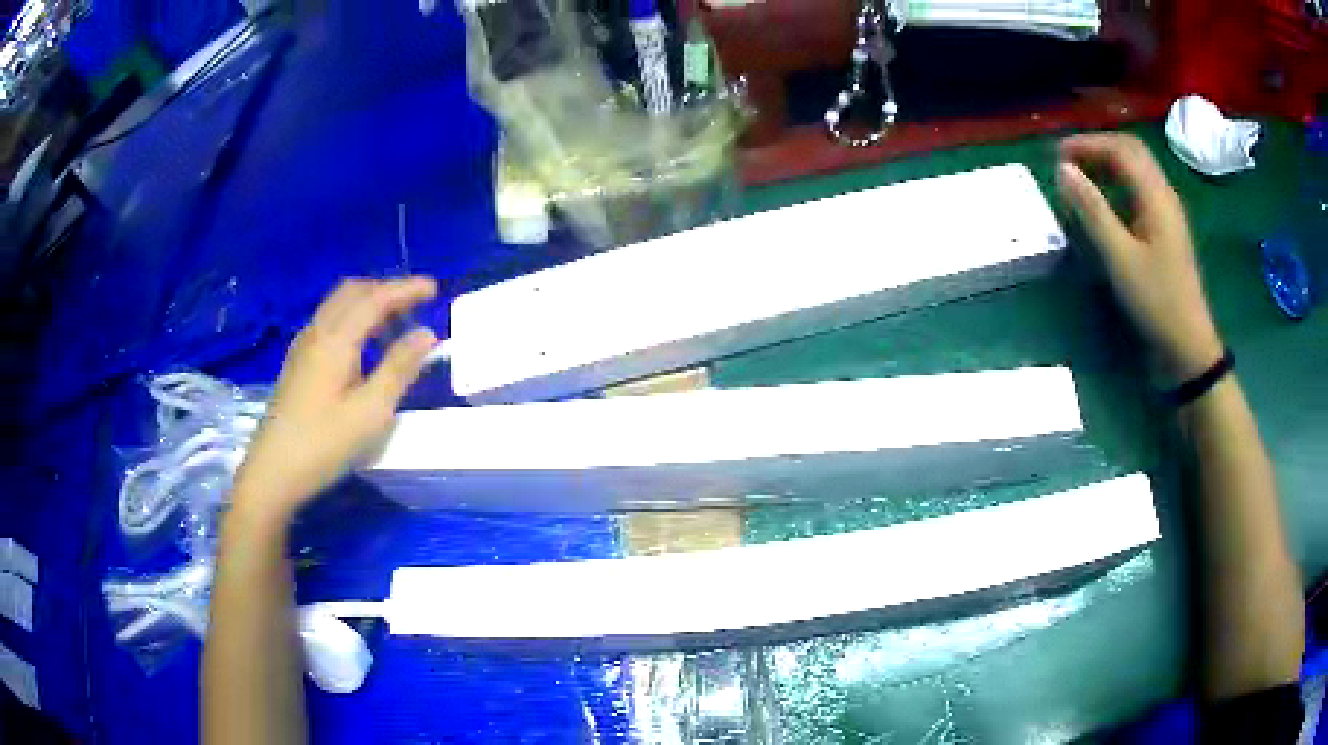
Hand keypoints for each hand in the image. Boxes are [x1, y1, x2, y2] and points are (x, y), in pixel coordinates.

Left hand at [232, 277, 437, 524]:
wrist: (273, 471)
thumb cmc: (324, 444)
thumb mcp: (371, 411)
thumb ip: (399, 369)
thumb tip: (426, 334)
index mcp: (336, 340)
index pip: (375, 299)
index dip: (405, 289)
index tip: (434, 288)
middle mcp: (317, 333)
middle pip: (352, 292)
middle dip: (386, 289)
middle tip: (415, 302)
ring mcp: (303, 347)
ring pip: (337, 306)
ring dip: (367, 302)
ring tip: (394, 319)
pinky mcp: (297, 363)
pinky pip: (329, 322)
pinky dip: (352, 317)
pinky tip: (362, 343)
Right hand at [1057, 133, 1224, 382]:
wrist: (1188, 347)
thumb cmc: (1156, 302)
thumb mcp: (1120, 258)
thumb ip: (1092, 210)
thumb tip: (1063, 170)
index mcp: (1156, 196)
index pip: (1120, 149)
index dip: (1088, 144)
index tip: (1058, 155)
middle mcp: (1164, 195)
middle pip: (1132, 152)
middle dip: (1098, 148)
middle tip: (1069, 162)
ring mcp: (1168, 213)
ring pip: (1138, 170)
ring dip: (1108, 164)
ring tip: (1082, 178)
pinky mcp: (1167, 231)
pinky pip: (1141, 191)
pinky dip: (1118, 185)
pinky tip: (1105, 203)